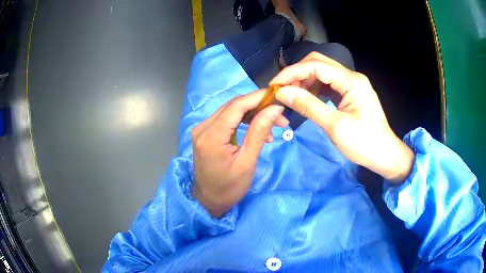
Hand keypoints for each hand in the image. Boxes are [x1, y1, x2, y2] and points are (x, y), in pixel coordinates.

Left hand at [192, 90, 288, 216]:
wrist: (208, 201)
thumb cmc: (229, 188)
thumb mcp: (247, 162)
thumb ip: (259, 132)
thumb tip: (275, 109)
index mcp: (211, 136)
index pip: (237, 106)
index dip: (258, 98)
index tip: (278, 96)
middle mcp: (203, 127)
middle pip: (233, 106)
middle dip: (258, 107)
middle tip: (280, 117)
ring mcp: (202, 129)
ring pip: (231, 111)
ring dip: (252, 114)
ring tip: (272, 127)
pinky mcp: (205, 133)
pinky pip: (226, 119)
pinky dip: (243, 121)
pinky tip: (258, 131)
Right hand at [270, 52, 414, 182]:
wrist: (384, 155)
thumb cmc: (364, 144)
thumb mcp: (335, 126)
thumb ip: (308, 106)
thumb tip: (281, 92)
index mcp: (351, 81)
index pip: (315, 66)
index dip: (292, 73)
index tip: (274, 86)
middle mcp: (351, 76)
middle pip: (318, 63)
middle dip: (297, 74)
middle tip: (282, 90)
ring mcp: (352, 84)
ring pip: (322, 72)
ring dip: (305, 80)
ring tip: (292, 96)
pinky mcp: (351, 92)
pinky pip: (328, 83)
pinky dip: (314, 88)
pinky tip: (307, 99)